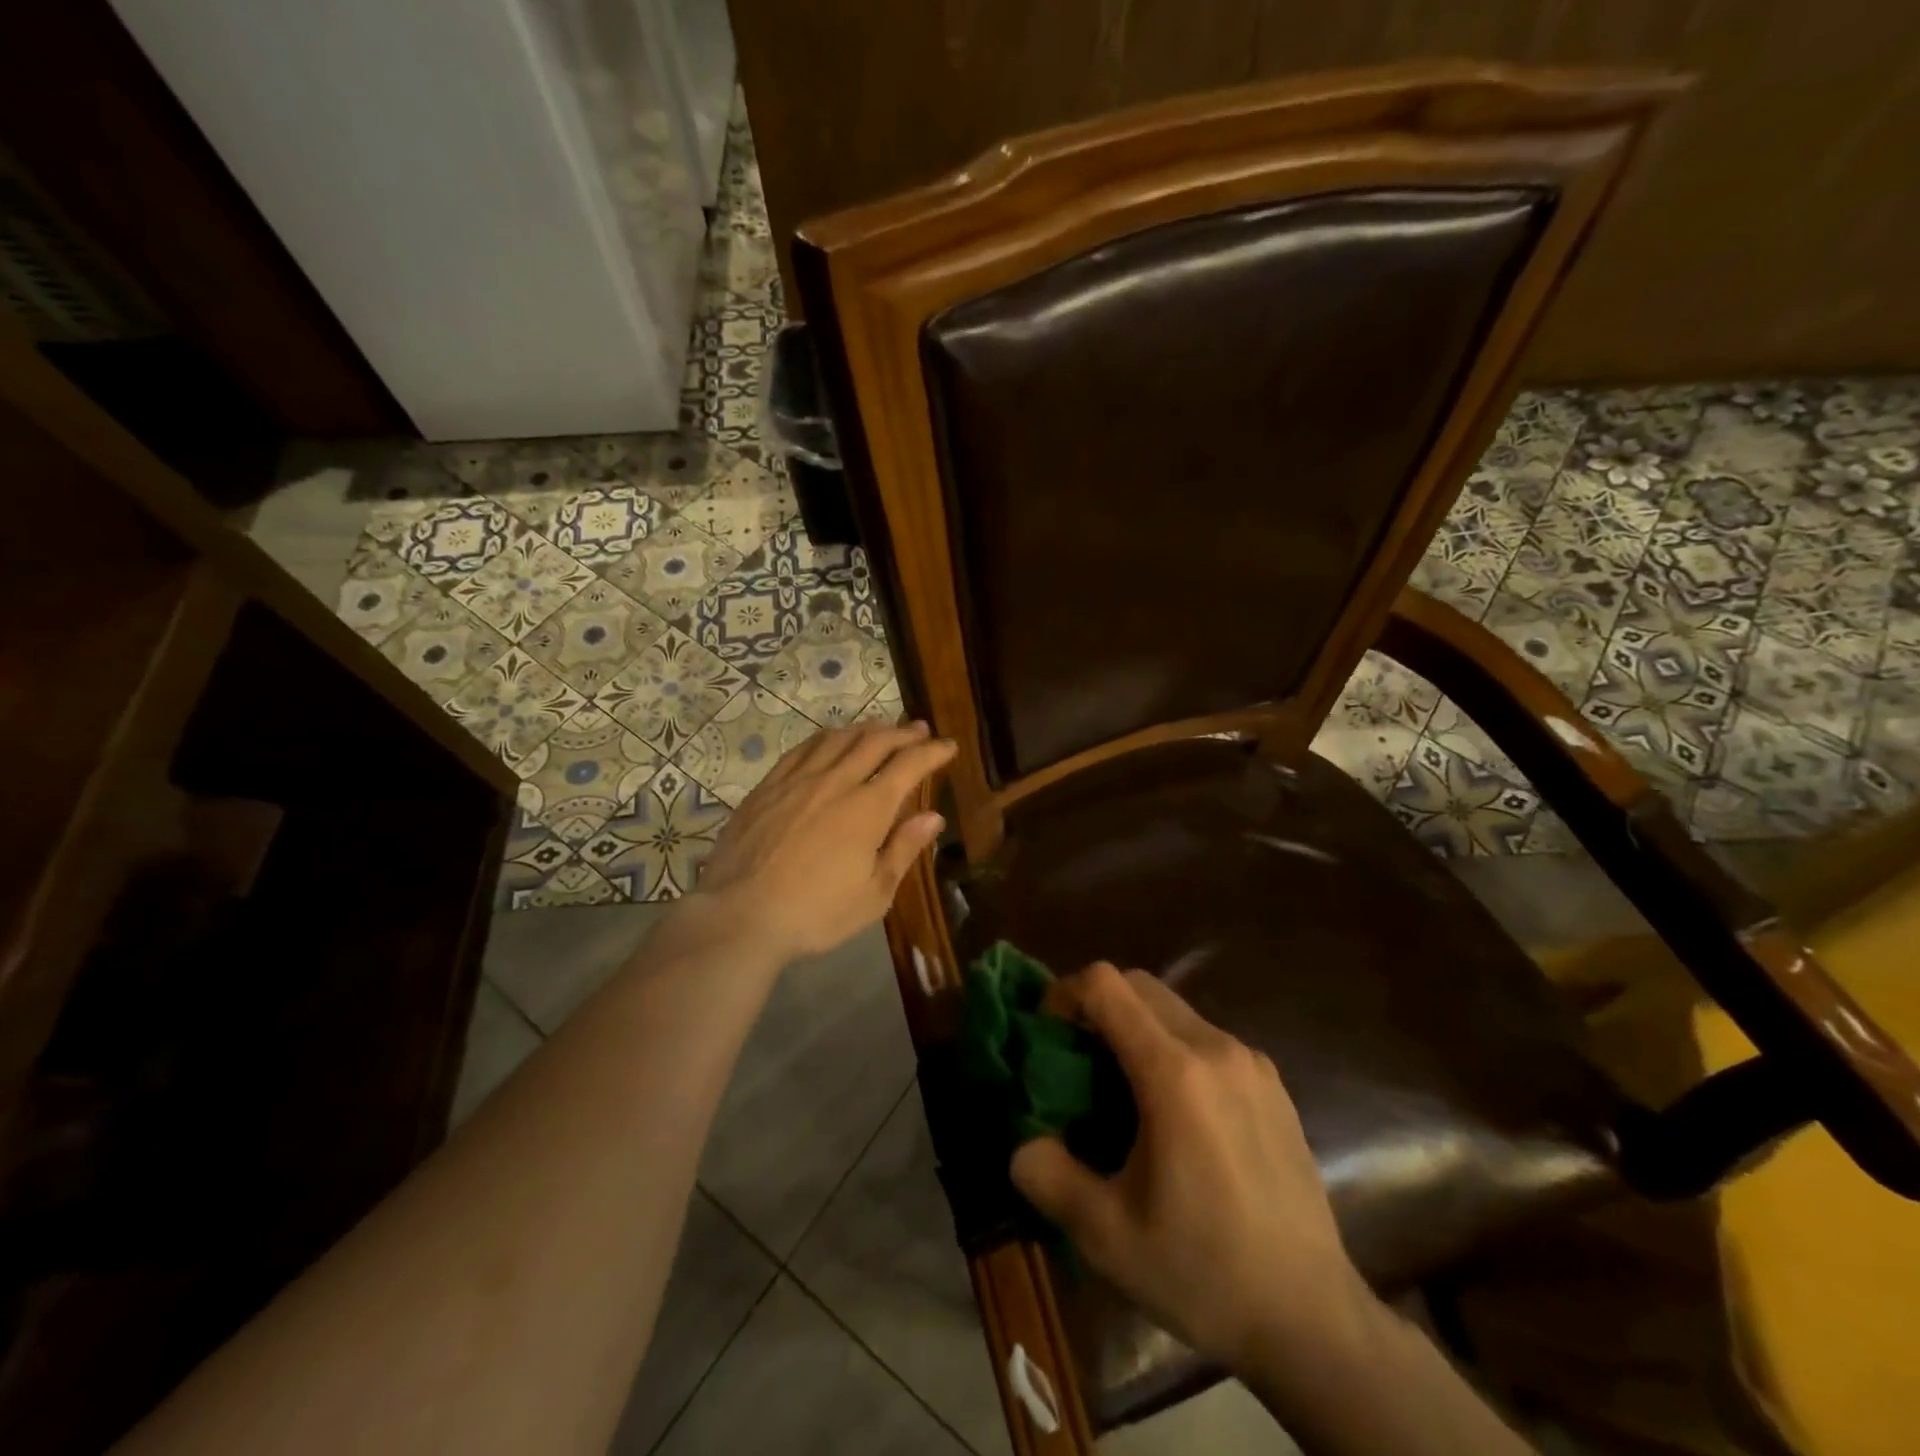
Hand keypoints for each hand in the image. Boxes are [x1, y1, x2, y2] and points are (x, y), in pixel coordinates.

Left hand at [693, 721, 956, 963]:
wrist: (740, 916)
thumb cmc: (816, 913)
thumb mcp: (873, 895)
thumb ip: (903, 850)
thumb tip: (933, 816)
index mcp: (868, 808)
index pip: (909, 766)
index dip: (932, 752)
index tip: (948, 746)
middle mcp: (836, 782)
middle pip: (874, 742)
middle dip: (902, 732)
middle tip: (918, 728)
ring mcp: (798, 780)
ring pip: (837, 738)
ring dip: (865, 728)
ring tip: (879, 727)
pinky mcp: (768, 786)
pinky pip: (802, 749)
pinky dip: (825, 738)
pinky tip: (829, 741)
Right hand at [1012, 965, 1369, 1375]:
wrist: (1314, 1320)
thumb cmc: (1204, 1273)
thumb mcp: (1106, 1235)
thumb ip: (1048, 1174)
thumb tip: (1021, 1142)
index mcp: (1174, 1072)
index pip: (1106, 985)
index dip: (1065, 994)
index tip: (1047, 1034)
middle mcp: (1216, 1048)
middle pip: (1140, 985)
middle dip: (1097, 1005)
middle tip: (1076, 1057)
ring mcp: (1251, 1062)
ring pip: (1174, 1009)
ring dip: (1135, 1026)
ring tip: (1121, 1088)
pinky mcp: (1272, 1083)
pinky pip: (1206, 1037)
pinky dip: (1172, 1047)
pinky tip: (1173, 1112)